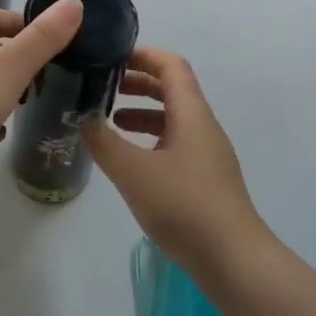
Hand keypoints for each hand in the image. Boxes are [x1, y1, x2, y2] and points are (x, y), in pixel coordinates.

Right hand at [82, 46, 268, 266]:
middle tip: (102, 87)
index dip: (143, 55)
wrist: (234, 260)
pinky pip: (176, 144)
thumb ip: (103, 142)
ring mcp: (208, 155)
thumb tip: (82, 119)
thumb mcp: (133, 171)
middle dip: (137, 83)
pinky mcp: (206, 180)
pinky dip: (150, 140)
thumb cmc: (184, 206)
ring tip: (108, 123)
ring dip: (142, 114)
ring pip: (173, 119)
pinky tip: (130, 161)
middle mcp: (203, 127)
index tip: (110, 56)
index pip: (171, 66)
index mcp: (192, 114)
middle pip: (173, 90)